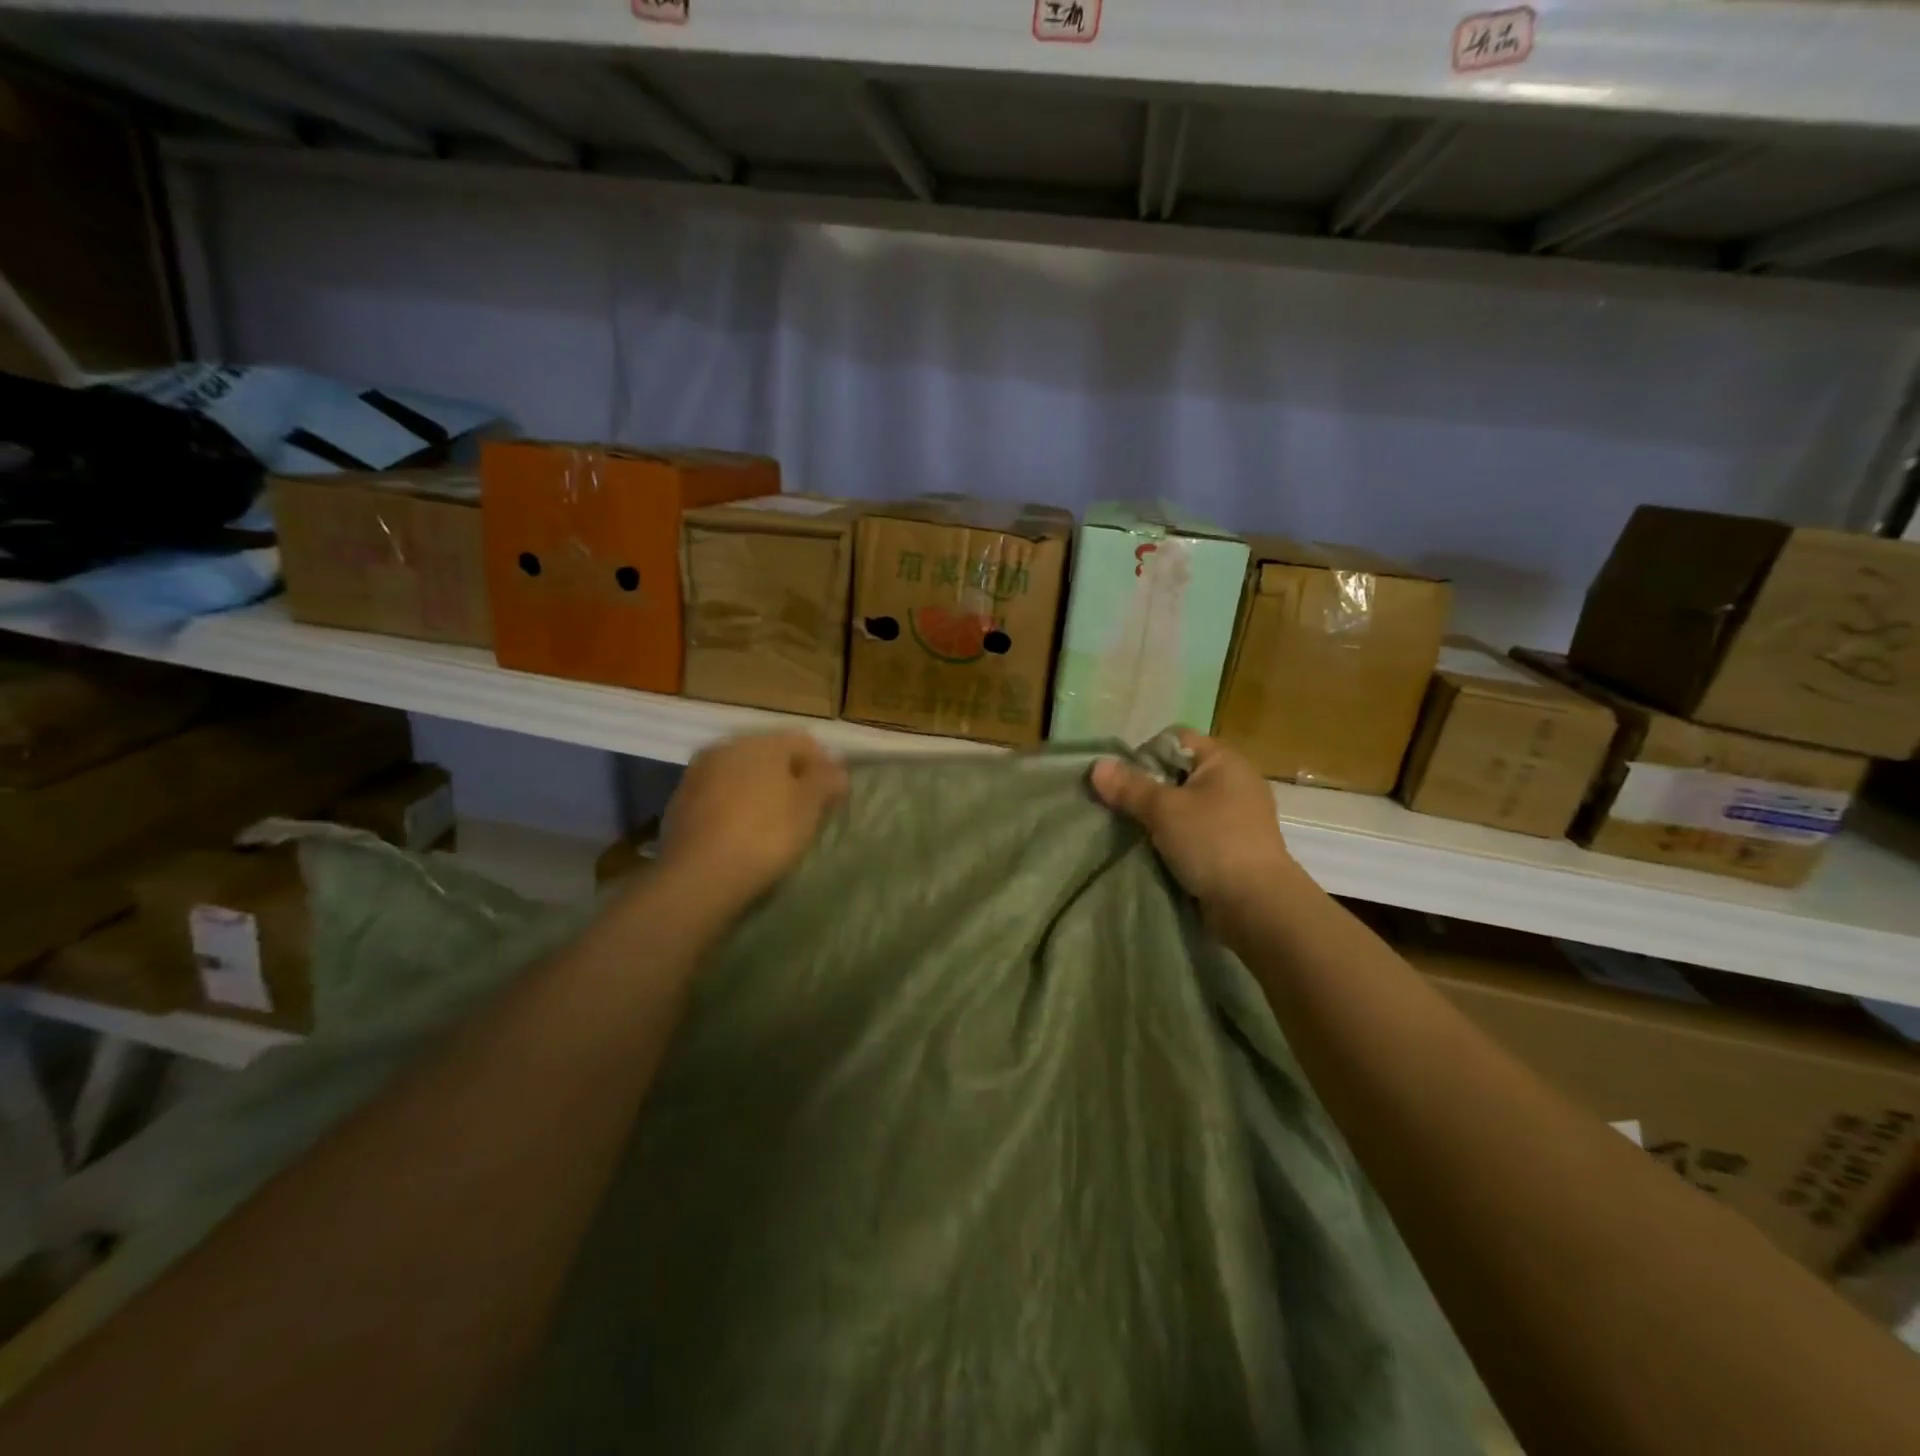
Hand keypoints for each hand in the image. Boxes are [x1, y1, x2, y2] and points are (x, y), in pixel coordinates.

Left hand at [661, 733, 849, 906]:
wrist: (699, 875)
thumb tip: (836, 770)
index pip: (803, 742)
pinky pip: (718, 797)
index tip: (833, 796)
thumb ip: (826, 781)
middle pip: (769, 756)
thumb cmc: (766, 834)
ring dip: (759, 792)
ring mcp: (697, 774)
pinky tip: (741, 834)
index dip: (823, 766)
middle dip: (789, 777)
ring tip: (773, 824)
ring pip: (740, 775)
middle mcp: (727, 747)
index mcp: (762, 743)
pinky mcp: (679, 802)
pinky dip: (734, 808)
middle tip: (805, 810)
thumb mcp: (809, 808)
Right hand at [1090, 730, 1300, 916]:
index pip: (1176, 739)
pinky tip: (1156, 852)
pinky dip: (1176, 839)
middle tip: (1121, 807)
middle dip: (1148, 789)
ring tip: (1134, 832)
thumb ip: (1129, 787)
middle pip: (1179, 773)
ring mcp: (1238, 816)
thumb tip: (1097, 765)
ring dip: (1160, 818)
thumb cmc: (1211, 842)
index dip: (1145, 753)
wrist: (1256, 905)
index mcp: (1224, 760)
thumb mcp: (1163, 810)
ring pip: (1186, 805)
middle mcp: (1235, 782)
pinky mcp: (1234, 847)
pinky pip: (1196, 832)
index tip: (1123, 780)